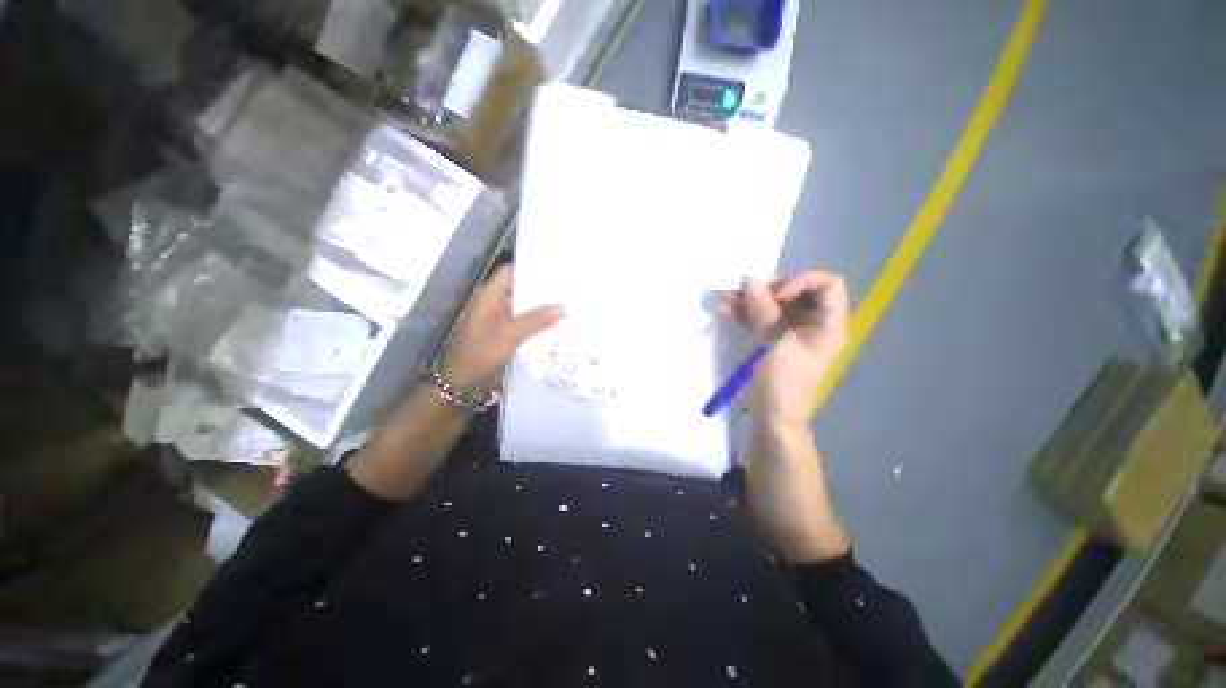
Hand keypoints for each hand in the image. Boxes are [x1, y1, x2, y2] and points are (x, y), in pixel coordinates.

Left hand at [443, 264, 565, 394]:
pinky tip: (557, 326)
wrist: (462, 384)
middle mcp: (495, 304)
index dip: (532, 268)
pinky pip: (524, 324)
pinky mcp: (505, 335)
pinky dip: (538, 323)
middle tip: (570, 288)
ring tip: (569, 304)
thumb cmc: (481, 353)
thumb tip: (564, 307)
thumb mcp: (510, 335)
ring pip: (525, 308)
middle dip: (543, 290)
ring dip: (542, 308)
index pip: (512, 272)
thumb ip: (537, 319)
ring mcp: (500, 320)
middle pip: (521, 290)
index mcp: (490, 296)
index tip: (557, 268)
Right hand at [719, 272, 849, 430]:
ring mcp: (790, 332)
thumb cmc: (784, 383)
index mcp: (828, 324)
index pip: (828, 285)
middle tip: (744, 291)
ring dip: (749, 299)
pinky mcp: (771, 340)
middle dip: (768, 288)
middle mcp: (812, 324)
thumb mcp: (776, 344)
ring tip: (724, 297)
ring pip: (773, 305)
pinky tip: (724, 310)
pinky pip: (760, 319)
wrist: (772, 419)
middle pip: (796, 292)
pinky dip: (744, 313)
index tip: (776, 294)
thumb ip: (764, 310)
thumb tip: (749, 278)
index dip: (802, 281)